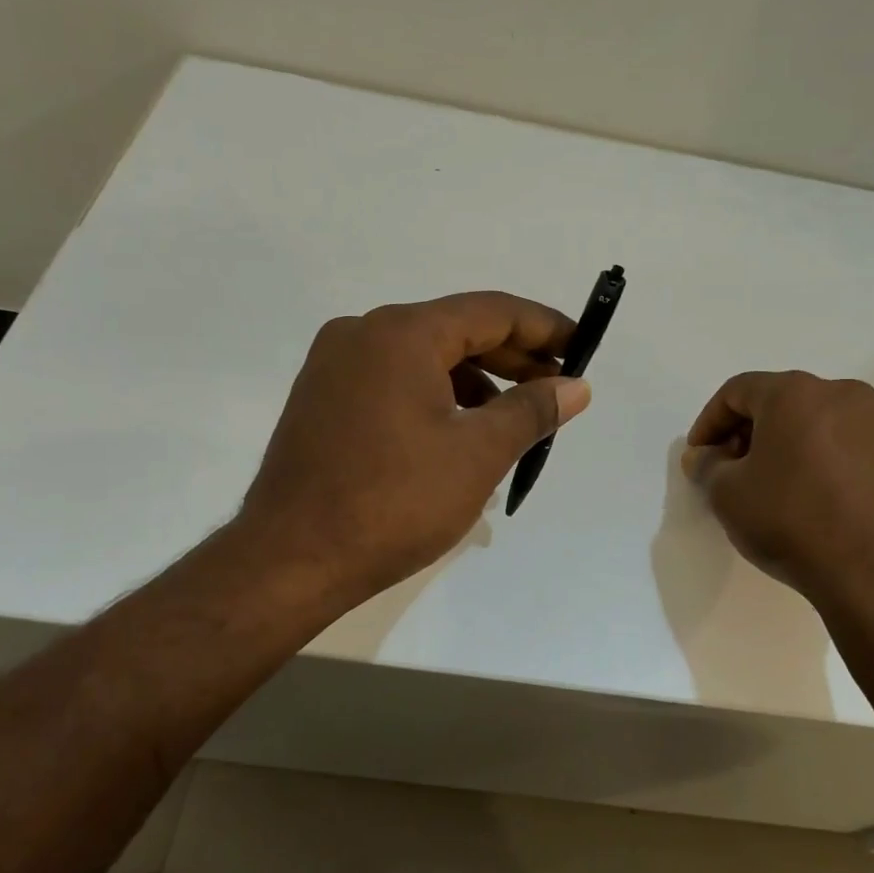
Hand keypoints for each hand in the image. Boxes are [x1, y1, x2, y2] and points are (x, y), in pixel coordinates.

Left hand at [229, 292, 591, 615]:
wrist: (290, 560)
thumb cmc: (394, 502)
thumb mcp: (478, 454)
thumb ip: (532, 410)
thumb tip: (576, 386)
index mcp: (401, 333)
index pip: (491, 312)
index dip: (544, 327)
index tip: (583, 347)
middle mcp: (363, 334)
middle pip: (456, 331)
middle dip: (513, 359)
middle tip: (557, 389)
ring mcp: (335, 366)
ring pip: (424, 358)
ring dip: (475, 382)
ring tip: (513, 421)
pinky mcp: (322, 399)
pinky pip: (395, 381)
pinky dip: (436, 398)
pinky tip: (460, 436)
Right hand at [683, 371, 873, 612]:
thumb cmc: (792, 521)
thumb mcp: (728, 494)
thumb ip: (707, 466)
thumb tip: (703, 456)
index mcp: (796, 393)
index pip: (737, 391)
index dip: (709, 422)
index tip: (699, 456)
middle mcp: (842, 395)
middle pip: (780, 402)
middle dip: (747, 433)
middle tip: (729, 470)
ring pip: (815, 423)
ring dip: (785, 446)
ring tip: (770, 487)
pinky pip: (845, 447)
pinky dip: (819, 461)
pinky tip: (809, 499)